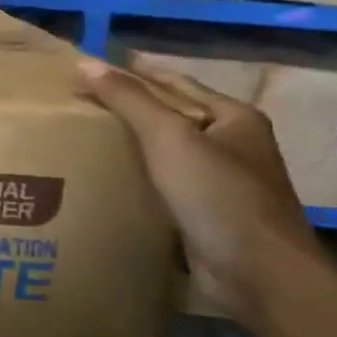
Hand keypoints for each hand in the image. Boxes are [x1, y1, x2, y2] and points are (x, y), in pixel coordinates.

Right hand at [77, 57, 320, 317]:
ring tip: (82, 136)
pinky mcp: (207, 213)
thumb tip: (86, 62)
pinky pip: (164, 183)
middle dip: (127, 108)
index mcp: (233, 117)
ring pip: (166, 151)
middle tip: (76, 103)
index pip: (172, 82)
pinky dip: (137, 176)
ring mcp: (222, 181)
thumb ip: (128, 99)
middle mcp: (232, 144)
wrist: (260, 275)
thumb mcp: (169, 137)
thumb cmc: (218, 195)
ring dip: (130, 144)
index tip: (86, 70)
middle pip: (170, 115)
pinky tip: (106, 177)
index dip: (130, 73)